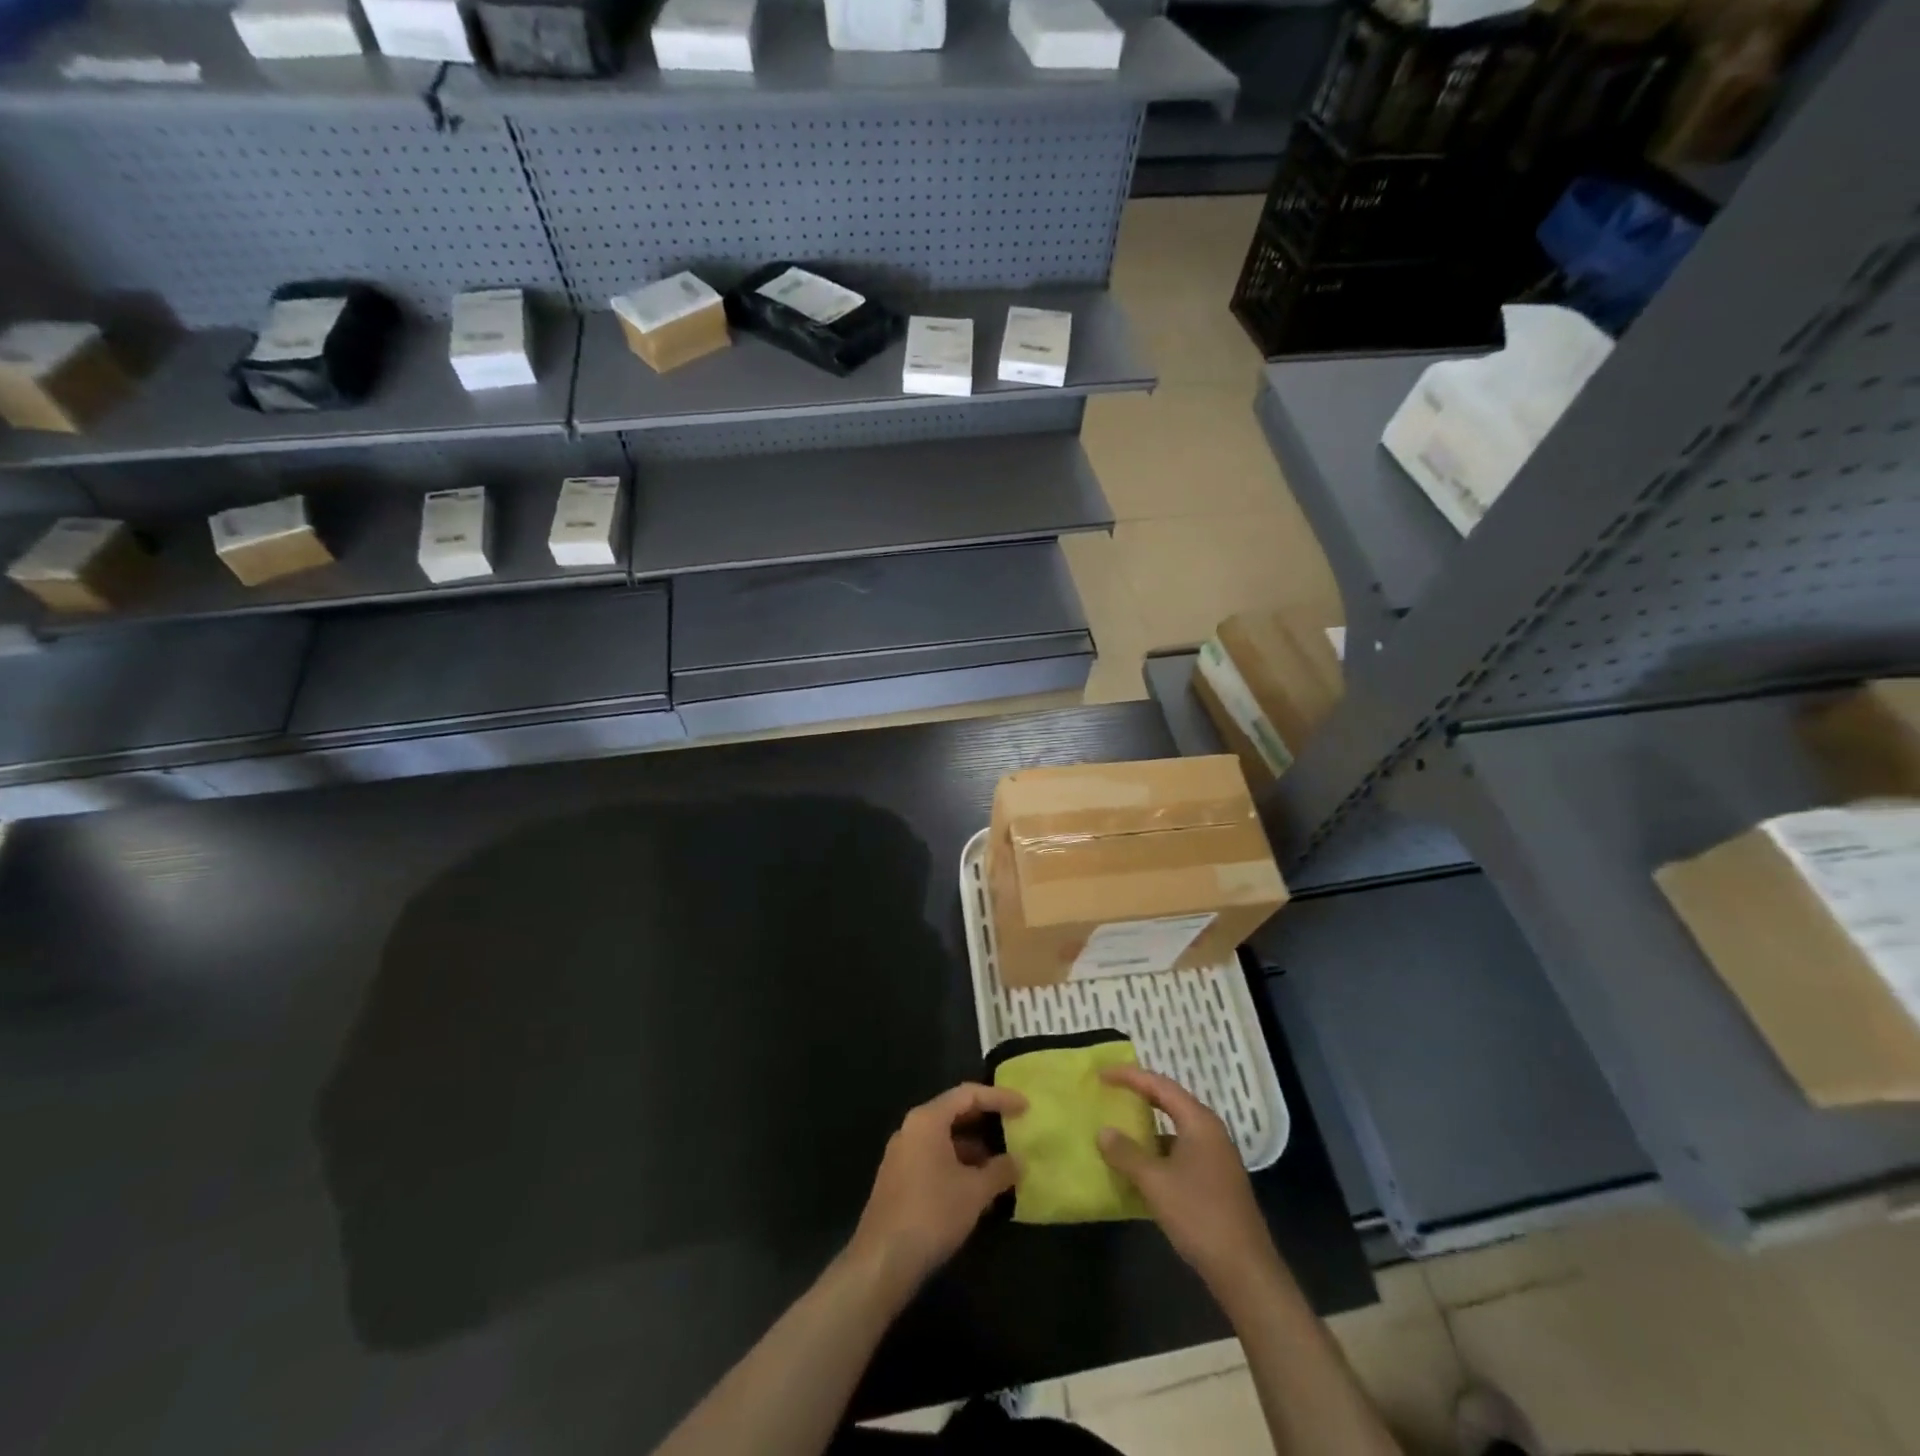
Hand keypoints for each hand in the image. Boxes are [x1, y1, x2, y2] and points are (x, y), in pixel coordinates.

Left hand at [848, 1083, 1026, 1291]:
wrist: (882, 1261)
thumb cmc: (932, 1213)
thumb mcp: (975, 1191)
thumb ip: (1000, 1171)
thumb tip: (1019, 1161)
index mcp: (927, 1120)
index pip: (968, 1094)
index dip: (999, 1098)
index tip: (1025, 1107)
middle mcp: (911, 1129)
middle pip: (954, 1113)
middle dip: (986, 1121)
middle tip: (1014, 1128)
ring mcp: (902, 1154)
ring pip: (944, 1139)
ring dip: (973, 1149)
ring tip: (1001, 1165)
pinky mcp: (898, 1179)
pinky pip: (934, 1158)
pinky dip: (958, 1165)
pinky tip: (977, 1189)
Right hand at [1096, 1065, 1276, 1288]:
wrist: (1245, 1271)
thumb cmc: (1199, 1215)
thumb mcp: (1155, 1182)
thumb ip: (1126, 1153)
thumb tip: (1103, 1131)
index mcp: (1199, 1122)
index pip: (1160, 1084)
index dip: (1129, 1076)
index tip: (1102, 1075)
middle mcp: (1210, 1132)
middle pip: (1170, 1102)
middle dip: (1139, 1095)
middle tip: (1110, 1092)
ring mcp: (1216, 1157)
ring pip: (1175, 1129)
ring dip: (1148, 1126)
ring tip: (1119, 1126)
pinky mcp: (1215, 1180)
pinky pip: (1180, 1151)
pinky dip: (1158, 1151)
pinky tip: (1140, 1166)